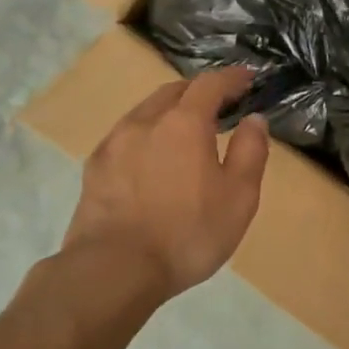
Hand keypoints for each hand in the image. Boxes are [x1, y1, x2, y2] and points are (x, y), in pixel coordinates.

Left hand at [63, 65, 270, 298]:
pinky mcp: (94, 168)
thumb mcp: (239, 197)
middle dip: (199, 92)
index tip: (247, 79)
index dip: (231, 78)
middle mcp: (146, 122)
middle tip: (218, 106)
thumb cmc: (186, 233)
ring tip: (184, 132)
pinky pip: (126, 137)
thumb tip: (254, 119)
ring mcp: (114, 143)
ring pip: (146, 112)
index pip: (210, 84)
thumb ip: (250, 152)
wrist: (113, 270)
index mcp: (184, 123)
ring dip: (169, 112)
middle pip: (173, 91)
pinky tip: (151, 160)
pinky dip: (146, 136)